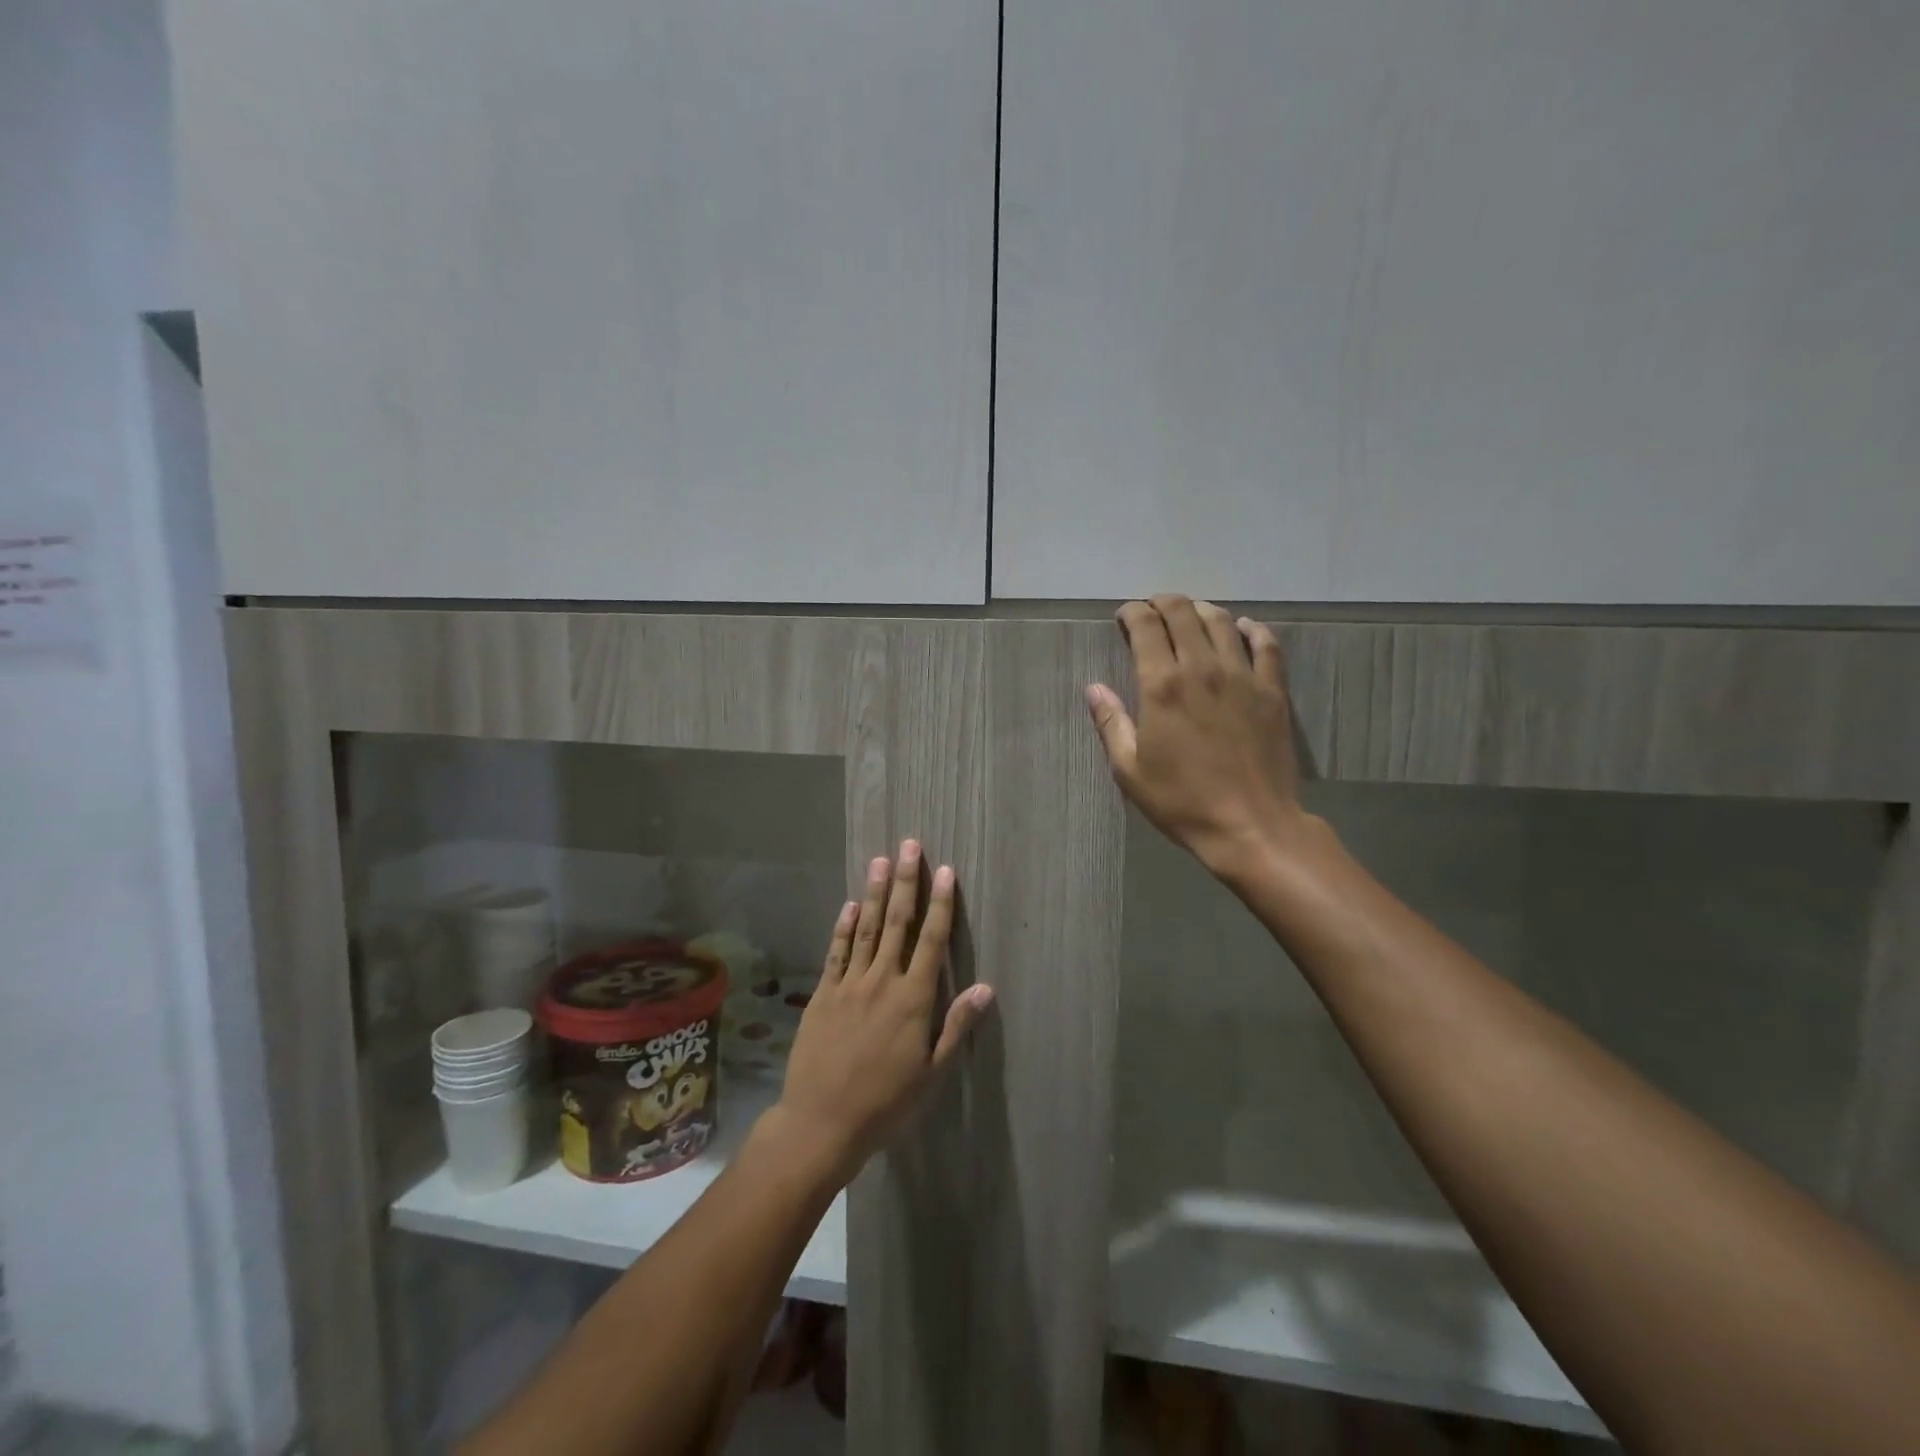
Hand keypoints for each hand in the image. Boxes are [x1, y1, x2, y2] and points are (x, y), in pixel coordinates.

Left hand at [772, 841, 993, 1183]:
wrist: (821, 1123)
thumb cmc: (885, 1103)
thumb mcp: (931, 1073)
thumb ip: (956, 1026)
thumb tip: (986, 987)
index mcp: (913, 1000)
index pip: (932, 940)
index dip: (940, 903)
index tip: (945, 871)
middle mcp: (882, 981)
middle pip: (897, 922)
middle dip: (905, 882)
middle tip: (909, 845)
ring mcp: (849, 985)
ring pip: (865, 929)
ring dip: (873, 892)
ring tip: (881, 860)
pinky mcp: (823, 994)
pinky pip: (836, 952)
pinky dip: (843, 927)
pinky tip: (849, 905)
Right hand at [1087, 594, 1313, 878]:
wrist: (1251, 826)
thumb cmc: (1181, 801)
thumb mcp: (1129, 770)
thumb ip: (1110, 723)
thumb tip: (1093, 688)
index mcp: (1162, 686)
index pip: (1146, 627)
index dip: (1133, 613)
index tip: (1125, 616)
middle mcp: (1202, 668)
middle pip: (1183, 613)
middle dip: (1163, 603)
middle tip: (1153, 609)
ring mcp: (1242, 676)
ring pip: (1222, 621)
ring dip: (1201, 610)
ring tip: (1190, 614)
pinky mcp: (1273, 691)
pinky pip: (1266, 644)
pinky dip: (1252, 629)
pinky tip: (1243, 629)